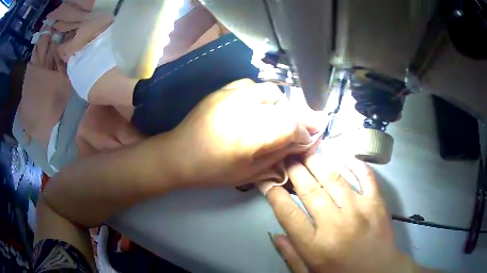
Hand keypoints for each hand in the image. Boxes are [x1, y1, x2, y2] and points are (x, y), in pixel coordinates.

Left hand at [166, 79, 323, 186]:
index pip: (290, 123)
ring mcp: (229, 95)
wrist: (177, 154)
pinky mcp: (221, 90)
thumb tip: (304, 142)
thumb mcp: (249, 173)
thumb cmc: (212, 171)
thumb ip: (279, 155)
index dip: (304, 131)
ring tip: (272, 120)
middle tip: (293, 132)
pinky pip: (252, 85)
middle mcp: (240, 108)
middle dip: (295, 118)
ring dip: (279, 106)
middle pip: (284, 104)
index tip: (306, 140)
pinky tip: (255, 109)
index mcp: (246, 136)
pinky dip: (261, 96)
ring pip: (270, 91)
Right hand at [266, 154, 427, 272]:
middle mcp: (336, 224)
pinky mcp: (377, 202)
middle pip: (309, 190)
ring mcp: (359, 210)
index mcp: (315, 245)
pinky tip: (341, 154)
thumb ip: (290, 254)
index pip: (287, 213)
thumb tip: (274, 233)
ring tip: (307, 152)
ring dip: (318, 162)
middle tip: (287, 157)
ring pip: (334, 177)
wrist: (379, 272)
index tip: (266, 180)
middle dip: (294, 170)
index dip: (273, 193)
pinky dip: (353, 162)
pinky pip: (365, 175)